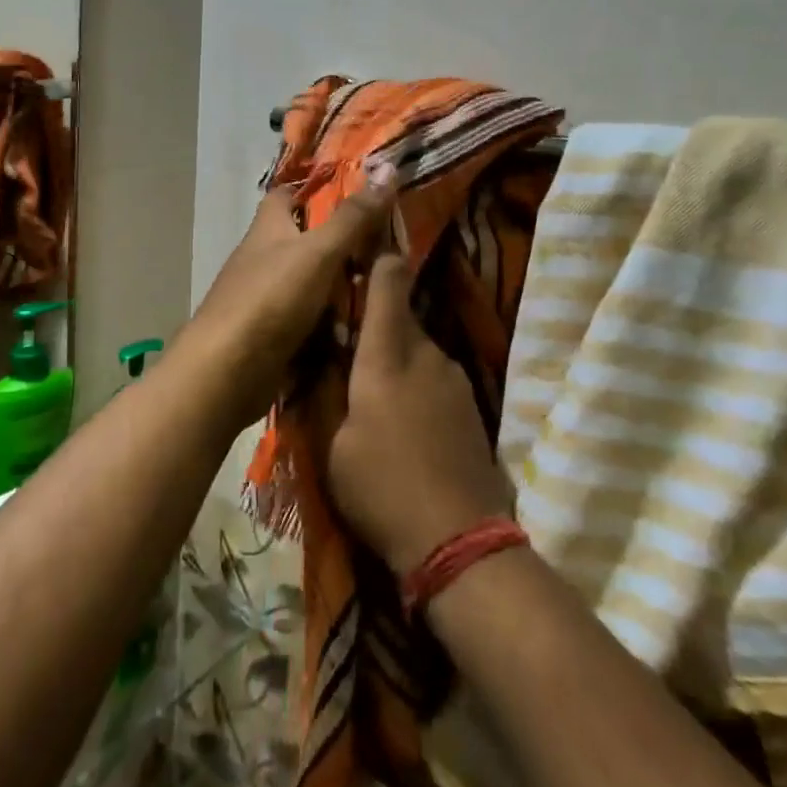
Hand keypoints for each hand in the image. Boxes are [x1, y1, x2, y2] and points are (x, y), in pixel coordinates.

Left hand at [178, 166, 398, 418]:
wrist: (226, 373)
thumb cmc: (270, 300)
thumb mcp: (319, 252)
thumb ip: (352, 218)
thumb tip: (387, 168)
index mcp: (267, 229)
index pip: (285, 195)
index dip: (314, 188)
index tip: (354, 192)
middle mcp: (261, 259)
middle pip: (302, 241)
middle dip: (339, 243)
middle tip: (388, 246)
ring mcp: (263, 299)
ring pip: (309, 284)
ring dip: (339, 286)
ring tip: (386, 287)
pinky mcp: (269, 335)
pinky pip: (307, 321)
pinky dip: (330, 323)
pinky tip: (361, 327)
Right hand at [328, 247, 514, 574]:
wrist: (459, 538)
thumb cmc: (381, 487)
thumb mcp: (332, 443)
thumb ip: (324, 390)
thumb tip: (316, 355)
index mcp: (388, 354)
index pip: (389, 280)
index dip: (377, 257)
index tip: (359, 249)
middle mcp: (426, 353)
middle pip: (401, 315)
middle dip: (374, 321)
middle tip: (344, 342)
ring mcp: (454, 378)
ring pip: (417, 347)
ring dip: (395, 356)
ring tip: (370, 389)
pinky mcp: (470, 404)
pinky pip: (434, 375)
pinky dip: (414, 381)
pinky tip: (402, 418)